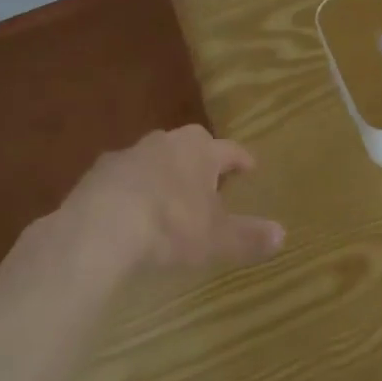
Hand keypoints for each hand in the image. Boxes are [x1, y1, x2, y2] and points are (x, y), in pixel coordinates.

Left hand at [65, 125, 285, 271]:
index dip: (241, 160)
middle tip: (208, 182)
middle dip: (200, 162)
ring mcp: (130, 154)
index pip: (230, 150)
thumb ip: (248, 236)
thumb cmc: (170, 225)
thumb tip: (283, 235)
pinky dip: (130, 190)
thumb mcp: (215, 238)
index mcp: (201, 150)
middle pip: (191, 147)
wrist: (100, 228)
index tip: (250, 167)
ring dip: (163, 174)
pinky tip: (128, 212)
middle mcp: (168, 142)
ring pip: (155, 159)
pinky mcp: (98, 172)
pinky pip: (123, 178)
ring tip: (167, 198)